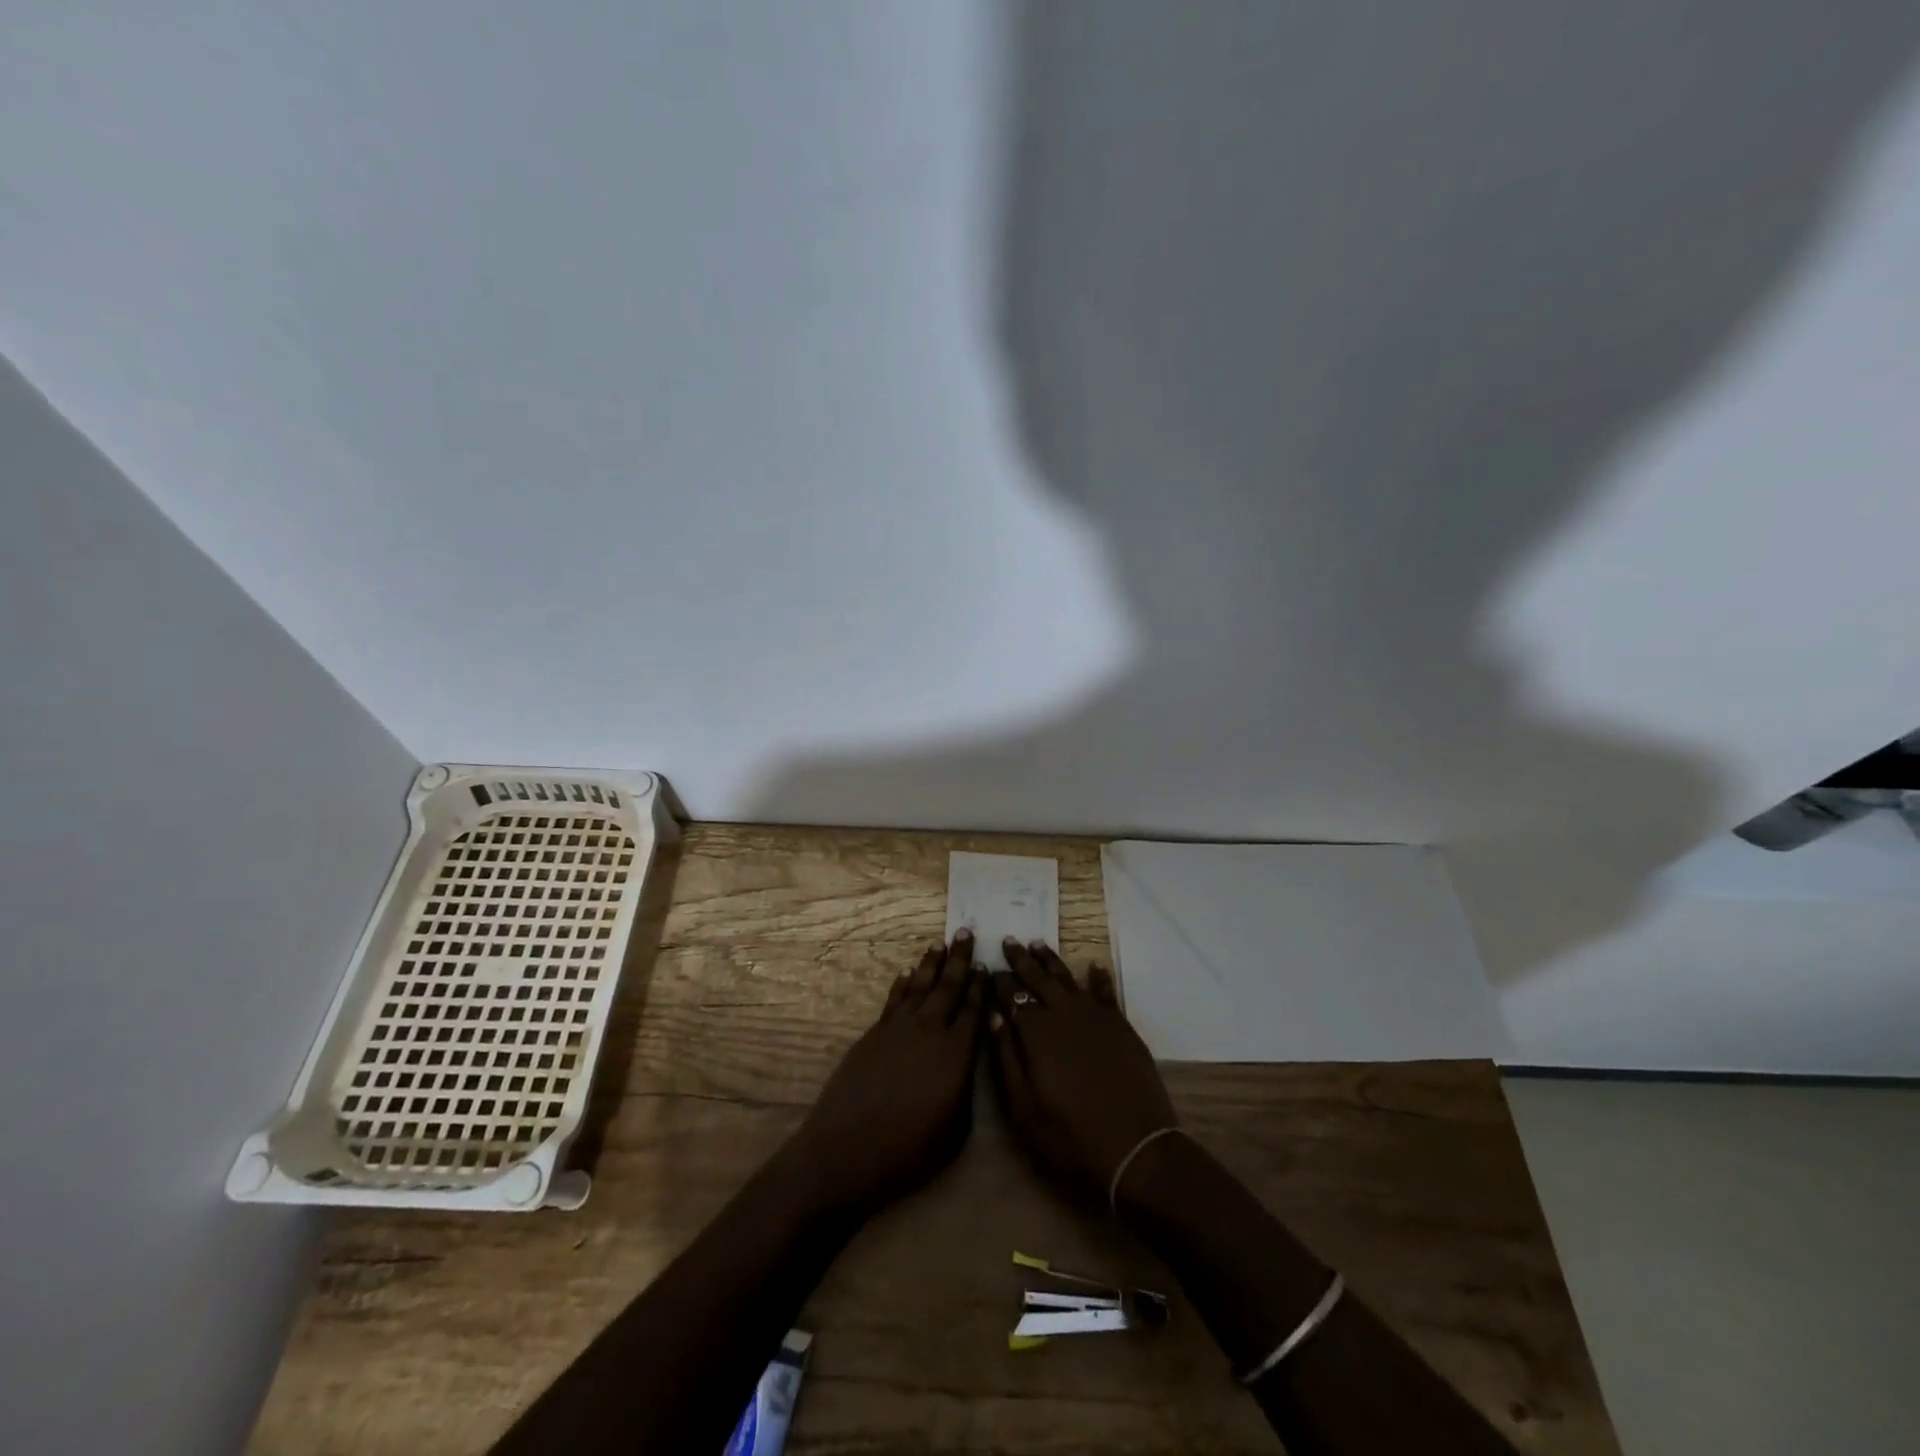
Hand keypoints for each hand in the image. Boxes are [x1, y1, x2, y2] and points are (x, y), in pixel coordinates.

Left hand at [787, 931, 985, 1214]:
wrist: (847, 1149)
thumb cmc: (909, 1149)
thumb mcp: (955, 1129)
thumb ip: (967, 1087)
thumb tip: (968, 1060)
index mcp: (956, 1053)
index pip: (974, 1009)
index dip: (980, 986)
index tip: (986, 963)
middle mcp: (929, 1030)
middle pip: (948, 986)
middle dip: (959, 959)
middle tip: (966, 932)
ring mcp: (898, 1028)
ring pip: (920, 986)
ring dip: (931, 963)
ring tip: (940, 943)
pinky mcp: (874, 1033)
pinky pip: (894, 999)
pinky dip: (902, 983)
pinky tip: (907, 972)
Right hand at [990, 940, 1177, 1201]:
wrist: (1134, 1148)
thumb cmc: (1070, 1135)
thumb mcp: (1024, 1107)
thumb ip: (1006, 1058)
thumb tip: (994, 1017)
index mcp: (1036, 1032)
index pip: (1012, 997)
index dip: (1000, 982)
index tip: (990, 968)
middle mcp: (1064, 1014)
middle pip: (1038, 979)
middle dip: (1022, 960)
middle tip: (1009, 941)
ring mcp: (1096, 1017)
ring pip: (1068, 979)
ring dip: (1051, 960)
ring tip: (1038, 943)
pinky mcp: (1121, 1026)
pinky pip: (1106, 992)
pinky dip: (1099, 977)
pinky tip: (1095, 965)